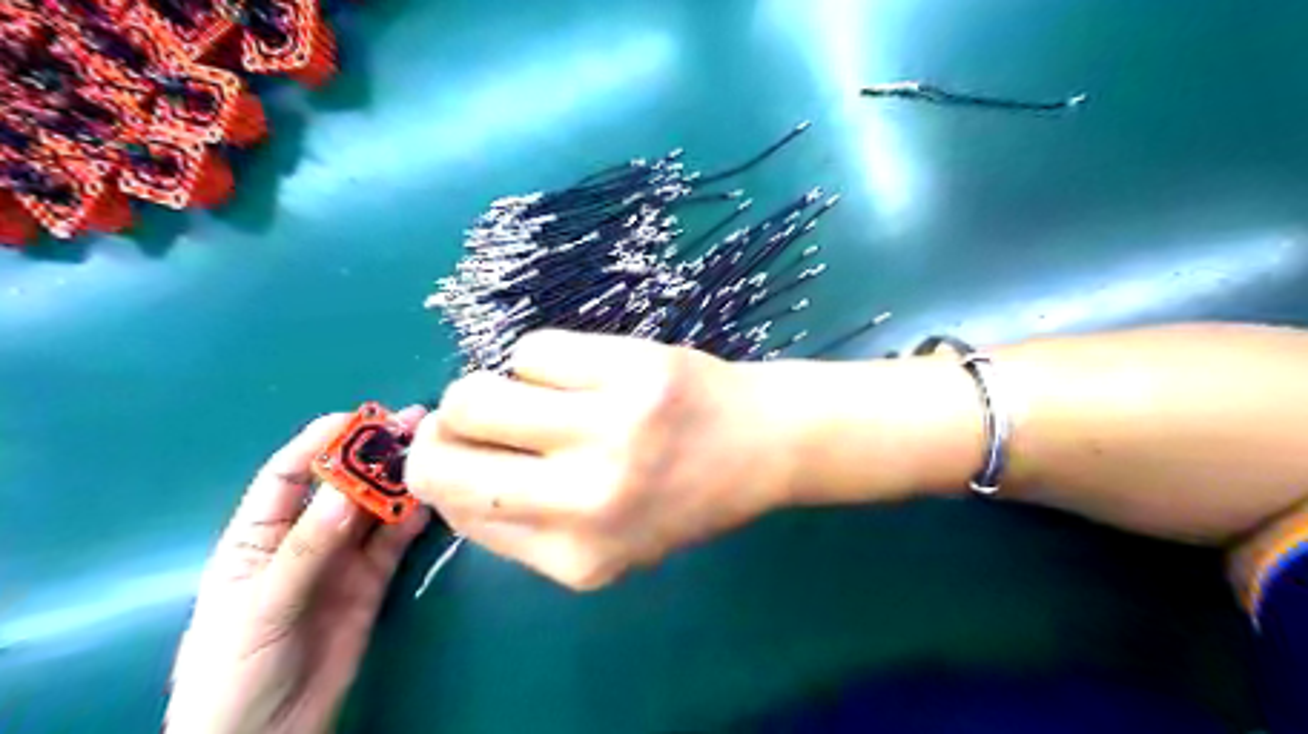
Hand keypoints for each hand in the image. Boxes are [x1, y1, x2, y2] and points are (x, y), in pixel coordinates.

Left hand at [162, 407, 430, 733]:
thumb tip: (348, 494)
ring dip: (401, 480)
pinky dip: (414, 518)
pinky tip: (433, 498)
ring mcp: (342, 559)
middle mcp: (305, 538)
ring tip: (432, 450)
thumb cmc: (234, 670)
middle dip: (374, 453)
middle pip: (342, 484)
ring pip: (376, 508)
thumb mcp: (260, 607)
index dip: (319, 442)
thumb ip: (305, 551)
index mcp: (258, 537)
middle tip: (413, 423)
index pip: (288, 475)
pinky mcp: (372, 581)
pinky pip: (395, 541)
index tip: (356, 417)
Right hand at [407, 329, 789, 589]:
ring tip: (532, 393)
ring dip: (487, 388)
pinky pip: (532, 349)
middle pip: (444, 454)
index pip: (456, 510)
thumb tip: (445, 467)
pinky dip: (541, 359)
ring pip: (475, 394)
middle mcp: (588, 501)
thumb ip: (524, 524)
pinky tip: (579, 371)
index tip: (460, 452)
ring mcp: (611, 428)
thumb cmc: (684, 496)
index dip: (443, 472)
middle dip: (444, 430)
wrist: (763, 444)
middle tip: (476, 416)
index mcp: (578, 558)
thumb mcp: (607, 542)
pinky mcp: (632, 367)